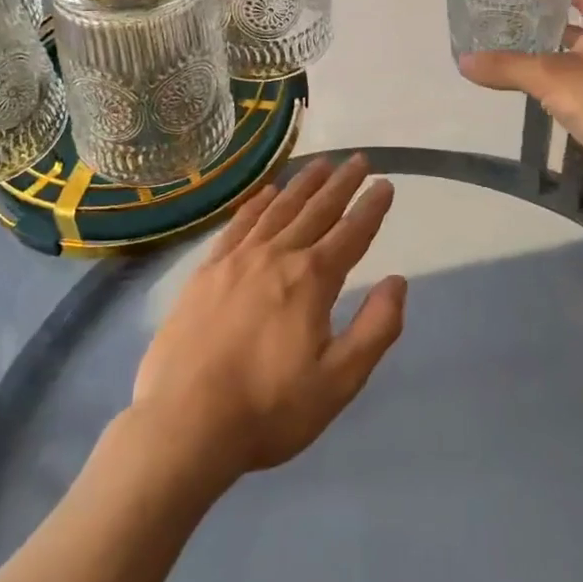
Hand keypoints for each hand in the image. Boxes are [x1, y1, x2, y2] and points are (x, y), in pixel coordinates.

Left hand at [128, 156, 406, 491]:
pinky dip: (256, 203)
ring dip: (302, 184)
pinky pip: (238, 224)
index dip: (371, 208)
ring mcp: (237, 259)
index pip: (351, 234)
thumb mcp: (338, 381)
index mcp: (311, 280)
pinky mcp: (207, 271)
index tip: (384, 184)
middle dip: (341, 184)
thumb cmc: (269, 409)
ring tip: (320, 164)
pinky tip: (265, 191)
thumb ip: (375, 328)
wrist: (184, 422)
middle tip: (358, 159)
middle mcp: (276, 256)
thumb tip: (398, 281)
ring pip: (278, 209)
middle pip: (316, 210)